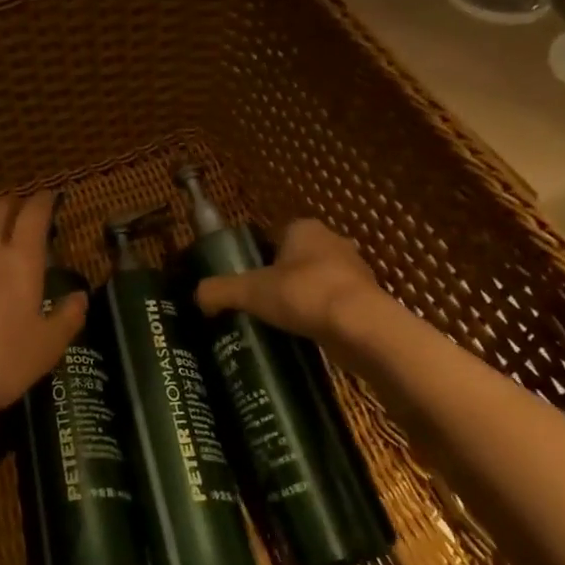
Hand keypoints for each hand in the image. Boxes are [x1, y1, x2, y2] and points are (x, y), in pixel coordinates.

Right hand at [194, 217, 383, 346]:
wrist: (360, 326)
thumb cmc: (303, 294)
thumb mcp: (250, 291)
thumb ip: (219, 291)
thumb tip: (198, 297)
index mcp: (304, 229)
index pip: (274, 235)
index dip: (258, 257)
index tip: (245, 281)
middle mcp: (332, 242)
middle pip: (296, 258)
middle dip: (280, 278)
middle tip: (258, 304)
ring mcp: (353, 271)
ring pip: (316, 281)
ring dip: (302, 298)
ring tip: (280, 323)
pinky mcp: (366, 299)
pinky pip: (333, 304)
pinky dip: (319, 316)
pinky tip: (305, 335)